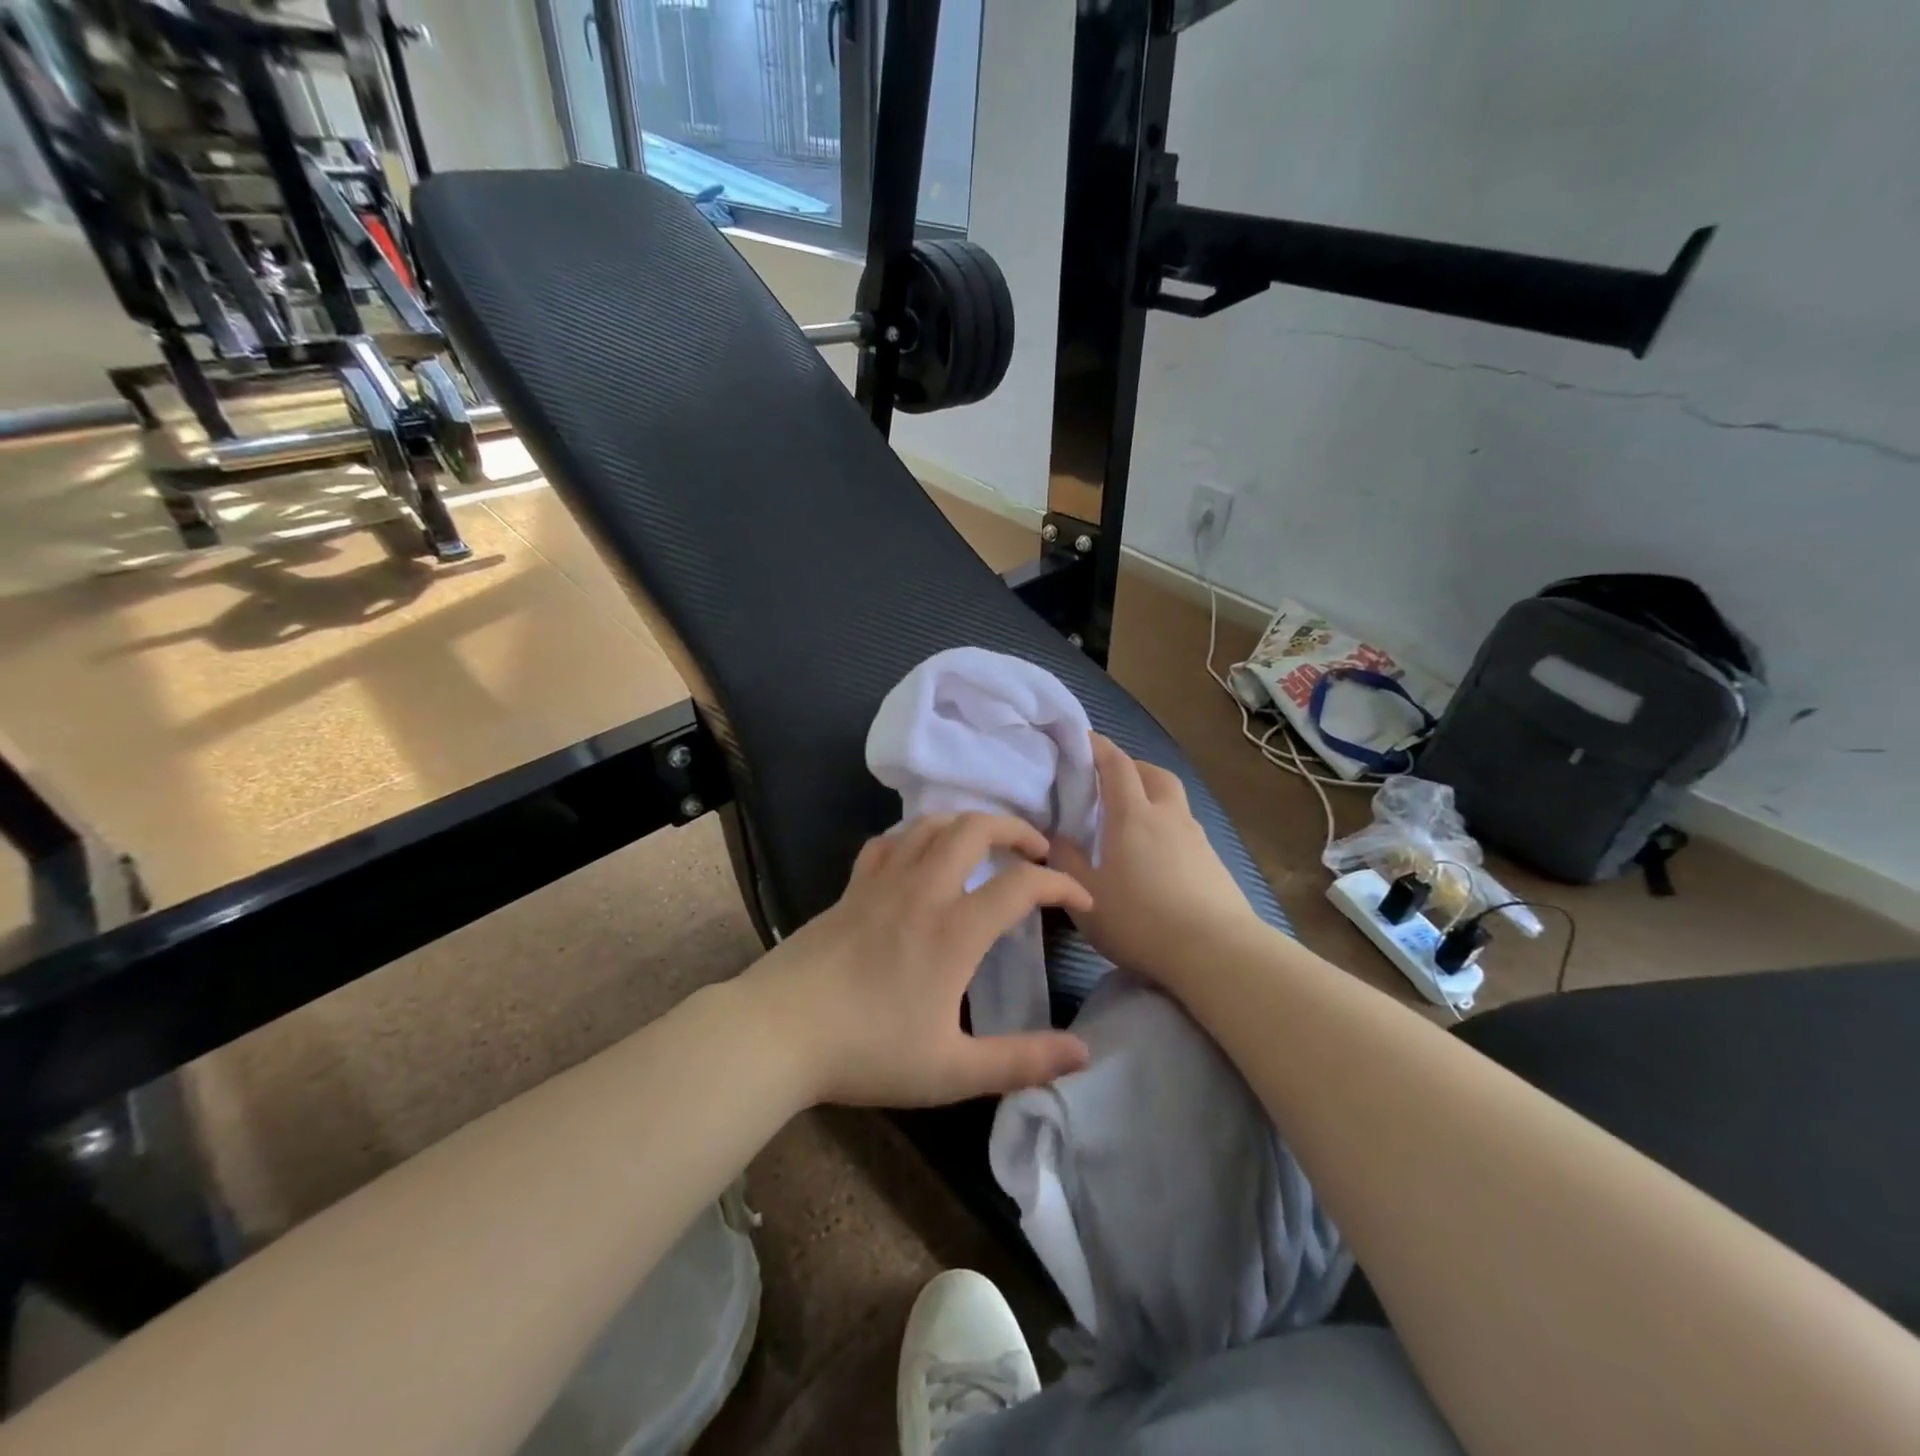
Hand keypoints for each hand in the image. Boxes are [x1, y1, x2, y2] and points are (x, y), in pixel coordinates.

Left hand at [741, 813, 1093, 1107]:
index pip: (1022, 885)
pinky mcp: (851, 887)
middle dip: (1015, 828)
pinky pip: (889, 841)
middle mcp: (923, 890)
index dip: (1061, 886)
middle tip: (1036, 849)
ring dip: (967, 822)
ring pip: (930, 824)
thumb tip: (1083, 1053)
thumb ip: (1022, 1060)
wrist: (779, 1031)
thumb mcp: (953, 1071)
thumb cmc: (868, 1052)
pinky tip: (920, 854)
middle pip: (975, 829)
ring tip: (986, 842)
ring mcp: (882, 882)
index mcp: (955, 929)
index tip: (1081, 901)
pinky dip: (915, 836)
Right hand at [1047, 733, 1262, 988]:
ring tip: (1134, 818)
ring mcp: (1196, 838)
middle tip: (1109, 779)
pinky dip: (1169, 827)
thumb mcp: (1086, 894)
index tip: (1082, 739)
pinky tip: (1159, 855)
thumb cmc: (1140, 920)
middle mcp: (1168, 816)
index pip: (1116, 765)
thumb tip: (1056, 837)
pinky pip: (1186, 829)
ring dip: (1153, 795)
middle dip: (1131, 766)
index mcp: (1133, 815)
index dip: (1098, 747)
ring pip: (1174, 800)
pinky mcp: (1214, 863)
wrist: (1216, 952)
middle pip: (1154, 773)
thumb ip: (1066, 860)